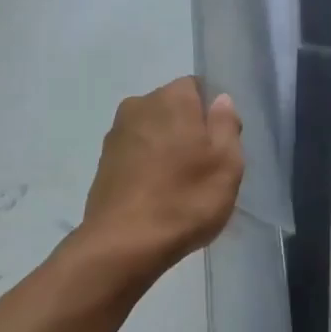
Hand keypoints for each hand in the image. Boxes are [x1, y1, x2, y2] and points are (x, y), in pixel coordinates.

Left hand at [78, 76, 243, 279]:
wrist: (124, 244)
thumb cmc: (185, 199)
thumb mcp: (227, 163)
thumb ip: (226, 125)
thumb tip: (220, 100)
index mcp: (171, 98)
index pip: (197, 87)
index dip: (212, 114)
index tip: (220, 145)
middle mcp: (138, 106)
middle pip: (173, 109)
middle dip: (188, 131)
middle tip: (204, 169)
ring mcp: (115, 135)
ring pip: (153, 133)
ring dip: (166, 151)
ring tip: (180, 187)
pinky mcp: (103, 163)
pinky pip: (136, 156)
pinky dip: (147, 168)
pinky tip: (158, 197)